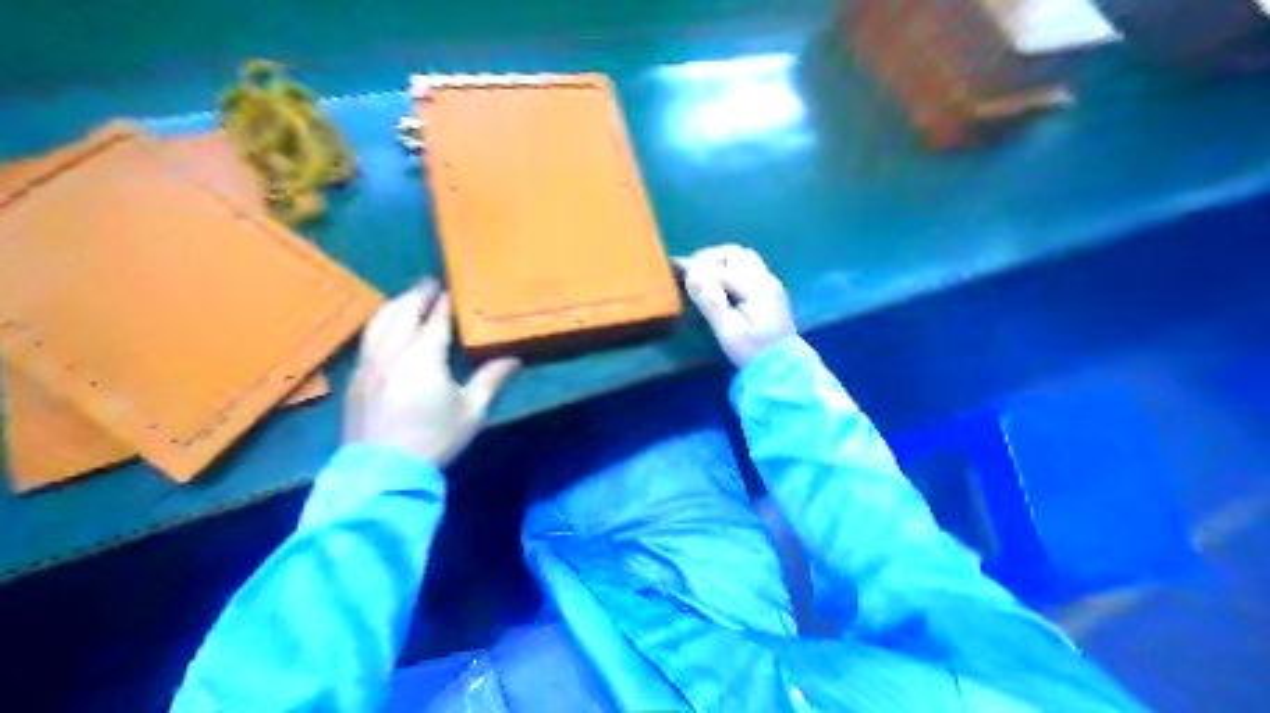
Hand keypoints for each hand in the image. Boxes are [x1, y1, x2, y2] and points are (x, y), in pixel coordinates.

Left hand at [346, 278, 517, 467]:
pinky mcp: (356, 379)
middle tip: (429, 283)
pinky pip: (368, 340)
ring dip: (395, 305)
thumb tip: (514, 359)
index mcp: (423, 356)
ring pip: (379, 323)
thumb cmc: (434, 439)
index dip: (445, 302)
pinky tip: (385, 330)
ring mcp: (369, 364)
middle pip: (403, 312)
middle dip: (417, 295)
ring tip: (407, 298)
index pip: (436, 319)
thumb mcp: (471, 411)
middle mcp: (393, 351)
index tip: (451, 288)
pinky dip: (380, 325)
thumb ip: (491, 380)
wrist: (383, 471)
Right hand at [675, 246, 790, 368]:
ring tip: (703, 276)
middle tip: (690, 271)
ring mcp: (770, 284)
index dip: (696, 267)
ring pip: (743, 258)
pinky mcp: (770, 291)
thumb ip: (711, 302)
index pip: (721, 269)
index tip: (675, 268)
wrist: (784, 368)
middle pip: (735, 254)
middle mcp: (766, 279)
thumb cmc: (754, 353)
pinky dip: (730, 268)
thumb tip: (692, 276)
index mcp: (757, 288)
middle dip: (709, 258)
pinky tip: (720, 284)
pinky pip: (749, 267)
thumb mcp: (729, 332)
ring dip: (721, 261)